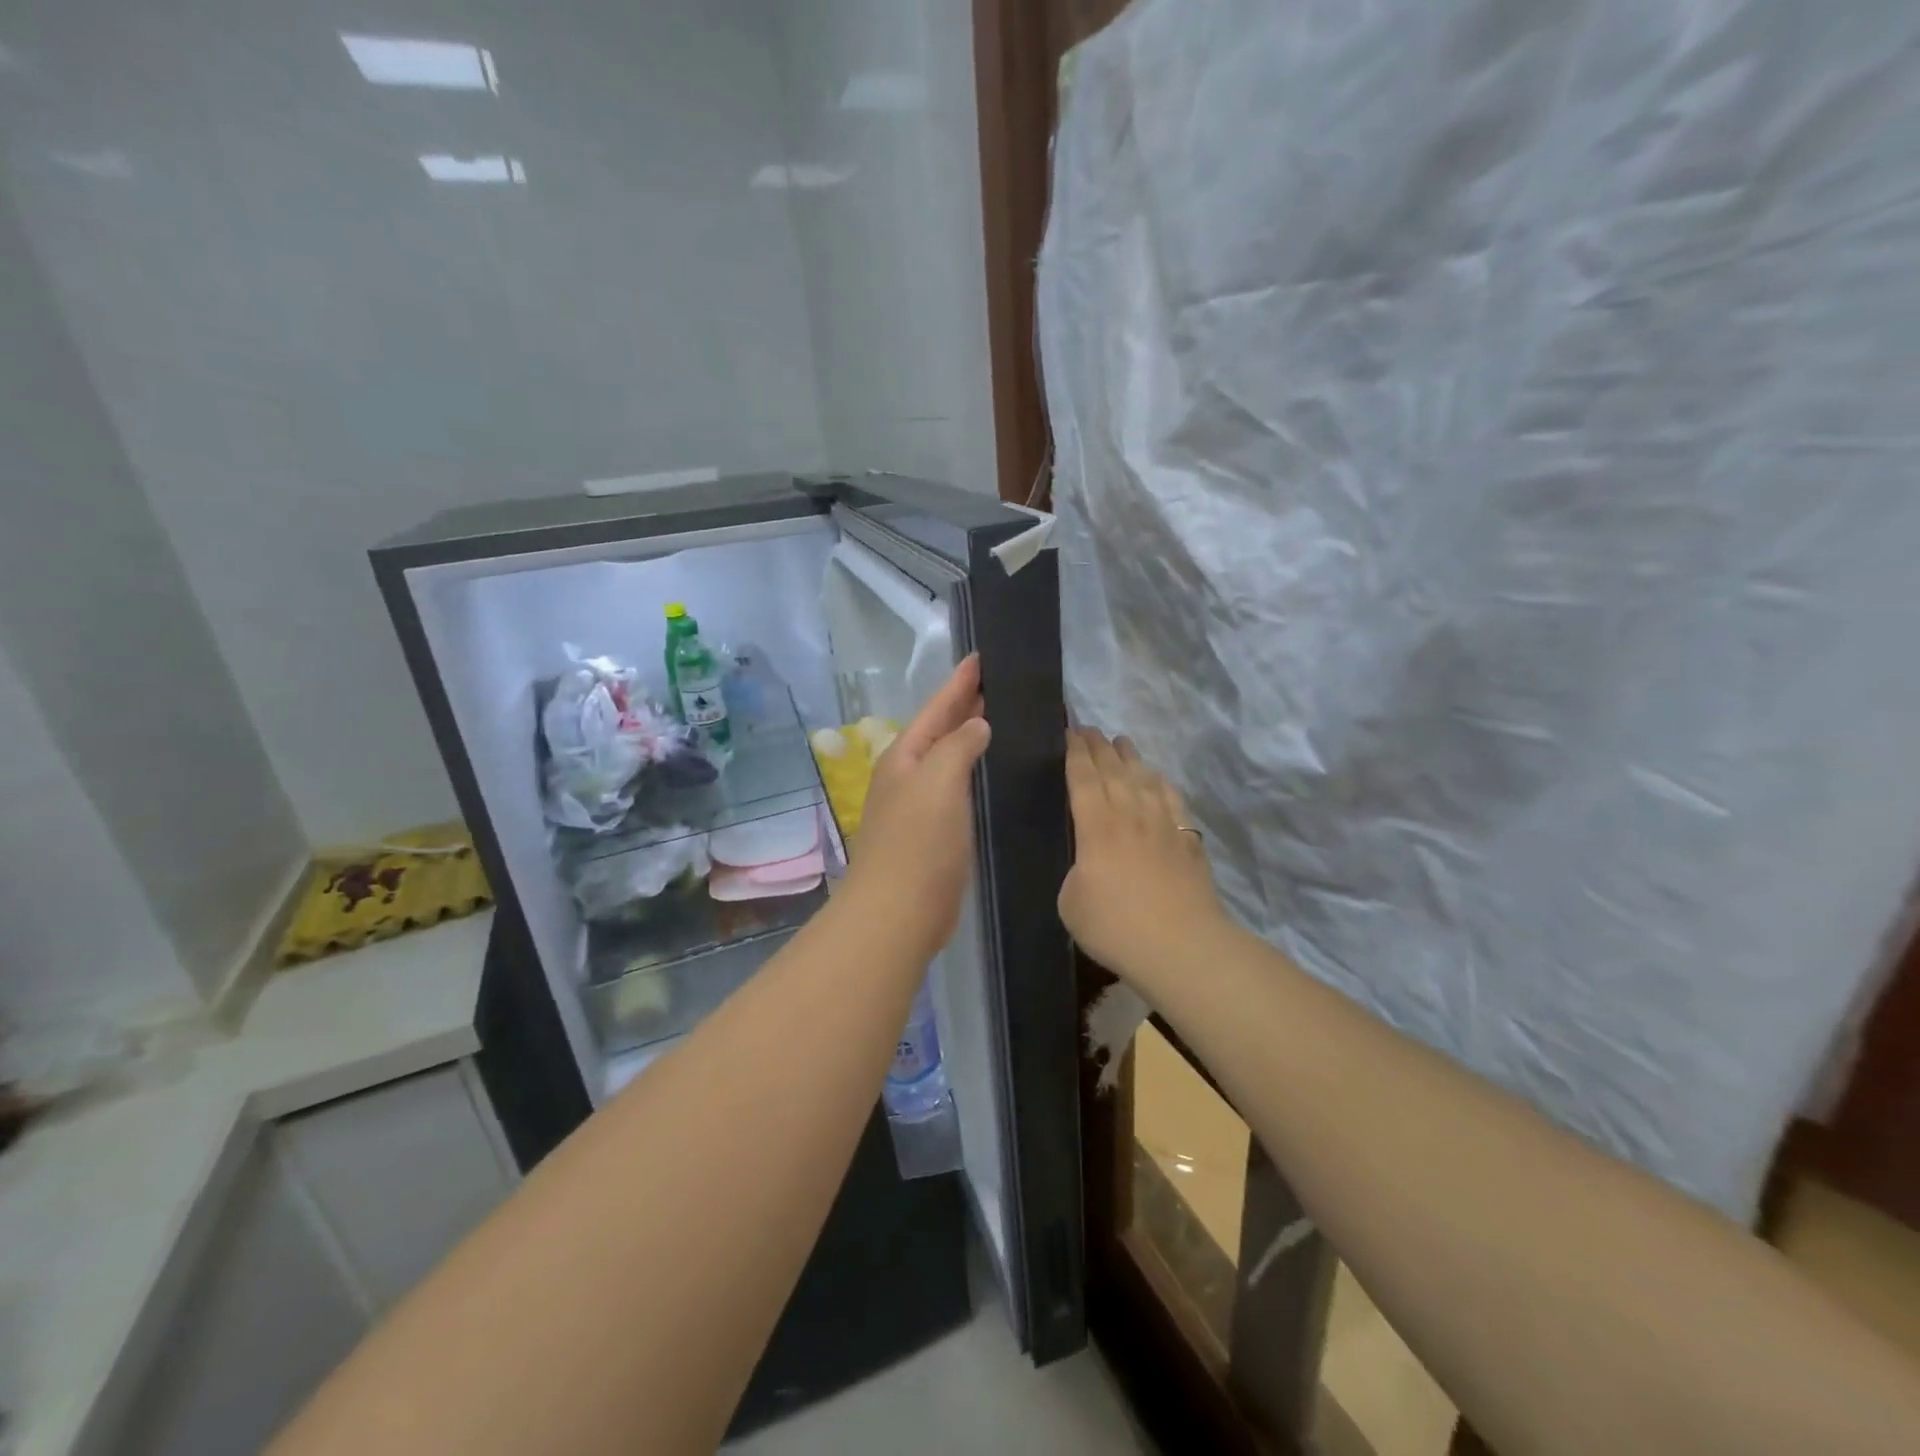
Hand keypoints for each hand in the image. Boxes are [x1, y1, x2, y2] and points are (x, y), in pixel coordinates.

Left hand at [844, 656, 990, 956]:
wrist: (897, 913)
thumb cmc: (918, 844)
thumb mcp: (938, 782)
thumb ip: (958, 746)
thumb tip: (977, 725)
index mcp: (905, 757)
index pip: (937, 707)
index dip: (959, 682)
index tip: (982, 655)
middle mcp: (908, 776)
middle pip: (940, 730)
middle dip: (965, 704)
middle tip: (999, 682)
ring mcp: (918, 806)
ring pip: (949, 759)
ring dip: (970, 738)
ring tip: (1001, 718)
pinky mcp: (933, 834)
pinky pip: (957, 789)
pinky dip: (974, 773)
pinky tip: (992, 774)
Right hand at [1060, 728, 1229, 989]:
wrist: (1181, 946)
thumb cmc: (1116, 926)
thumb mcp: (1071, 902)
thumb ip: (1076, 873)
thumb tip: (1088, 862)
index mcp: (1096, 826)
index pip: (1083, 778)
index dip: (1075, 753)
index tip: (1070, 732)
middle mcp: (1130, 815)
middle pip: (1114, 770)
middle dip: (1099, 747)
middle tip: (1089, 729)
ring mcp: (1163, 825)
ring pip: (1144, 779)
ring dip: (1131, 757)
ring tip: (1122, 742)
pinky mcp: (1187, 841)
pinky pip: (1172, 800)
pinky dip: (1161, 783)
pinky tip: (1158, 779)